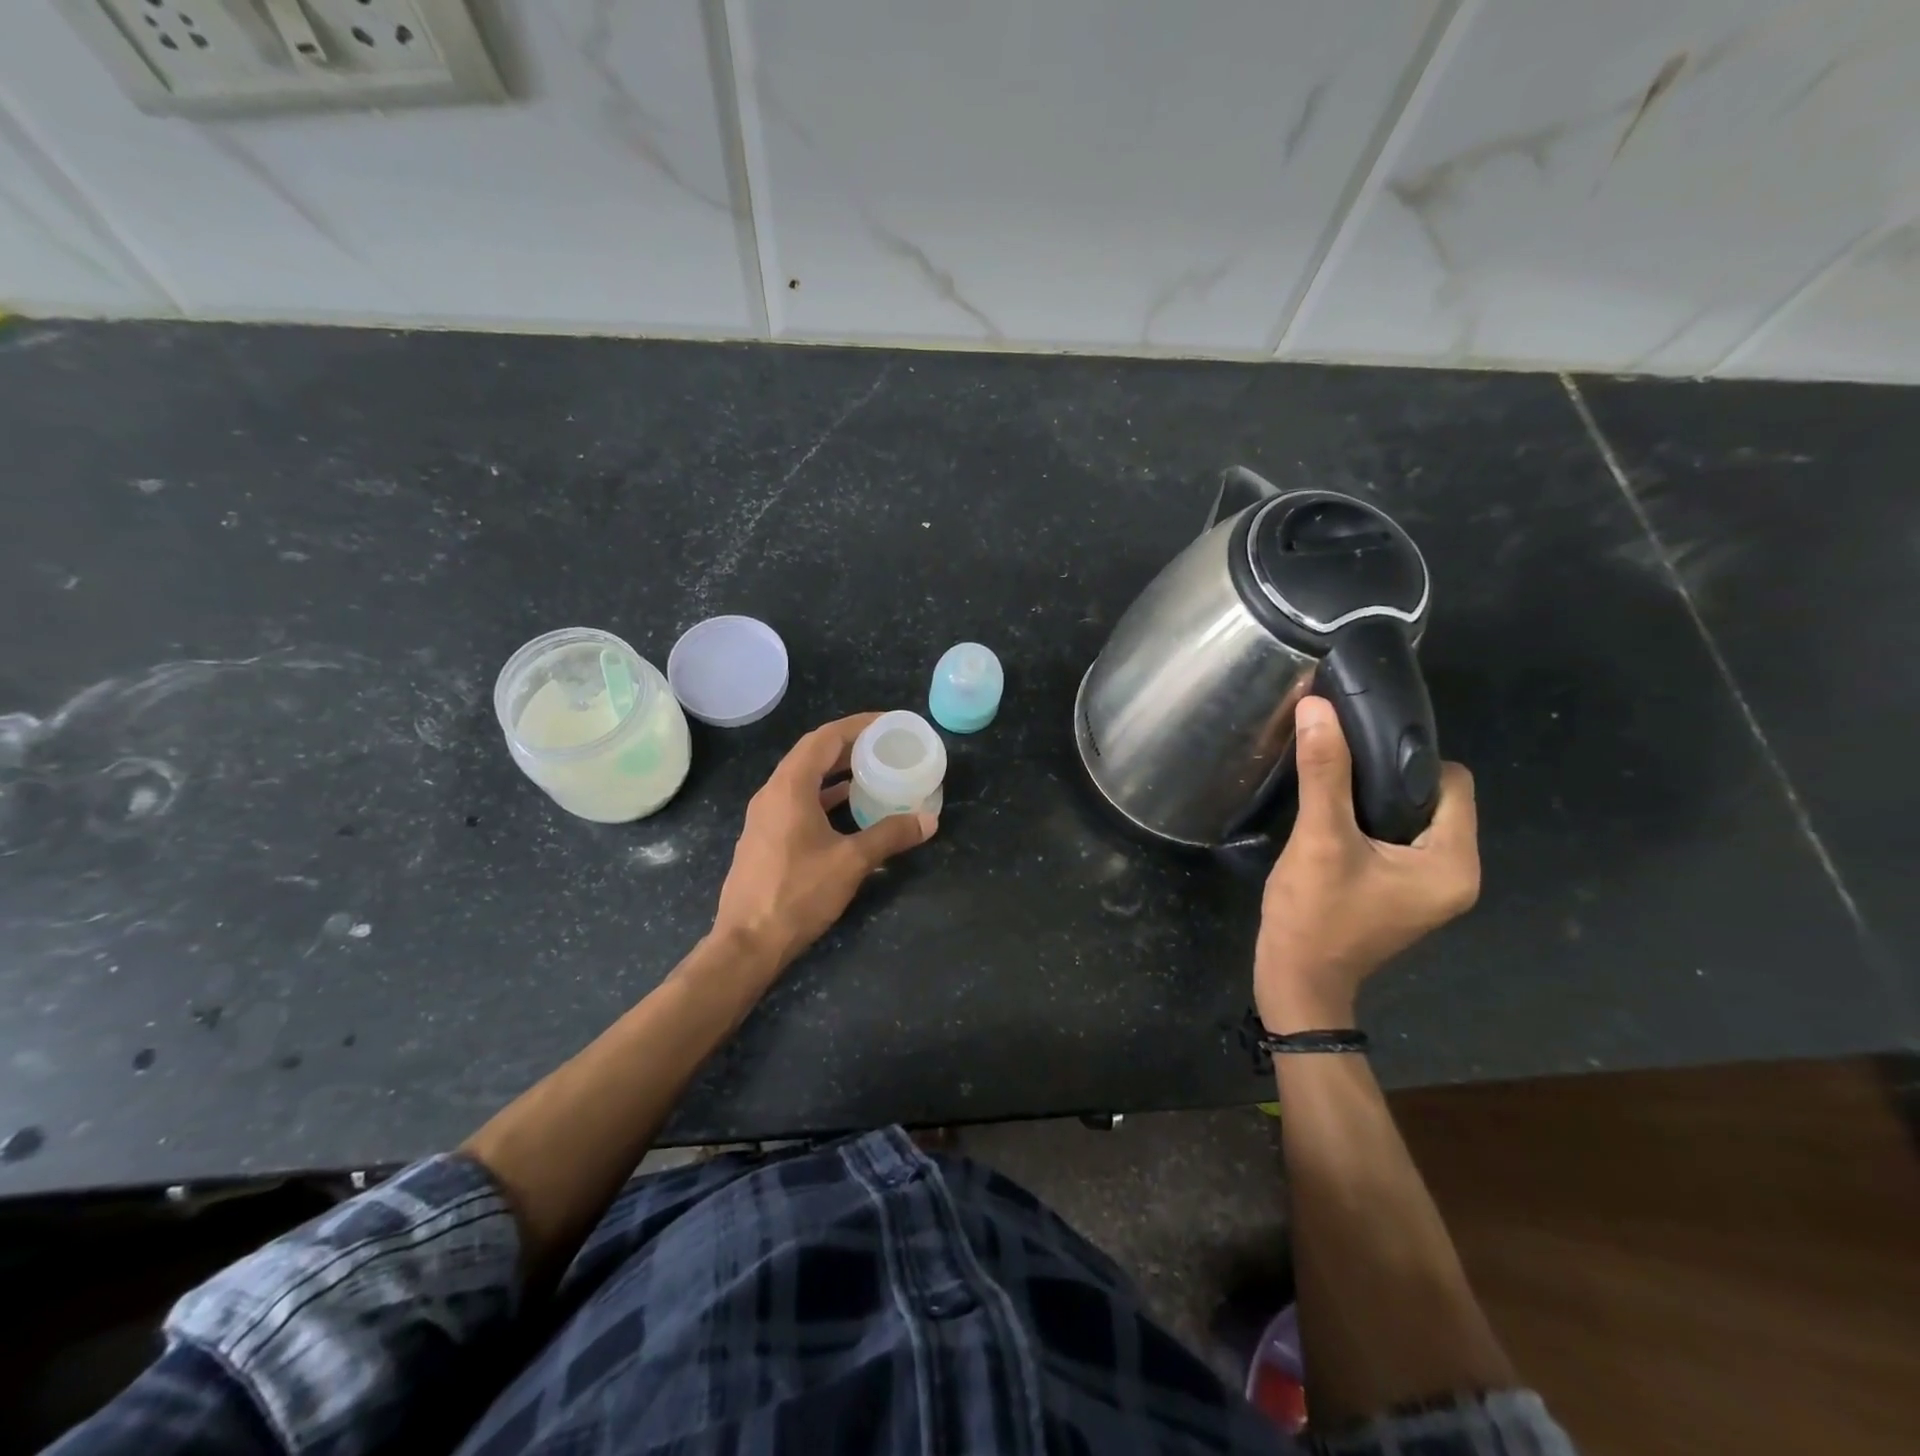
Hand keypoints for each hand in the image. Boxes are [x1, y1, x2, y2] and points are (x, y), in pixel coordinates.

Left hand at [711, 713, 937, 973]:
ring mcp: (764, 816)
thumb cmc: (798, 894)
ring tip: (872, 770)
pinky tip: (847, 807)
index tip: (887, 722)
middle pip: (812, 754)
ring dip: (836, 771)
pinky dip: (824, 795)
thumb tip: (929, 820)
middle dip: (849, 745)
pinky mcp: (765, 837)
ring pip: (804, 779)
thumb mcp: (851, 862)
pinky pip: (798, 801)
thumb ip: (890, 835)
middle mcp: (772, 793)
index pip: (824, 738)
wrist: (748, 942)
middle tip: (885, 745)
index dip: (857, 725)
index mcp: (789, 787)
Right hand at [1255, 696, 1478, 1032]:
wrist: (1296, 981)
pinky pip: (1399, 839)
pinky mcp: (1404, 892)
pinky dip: (1371, 823)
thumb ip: (1324, 773)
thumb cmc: (1315, 916)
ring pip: (1414, 817)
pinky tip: (1334, 822)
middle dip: (1388, 778)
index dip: (1405, 759)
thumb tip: (1319, 707)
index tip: (1356, 754)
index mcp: (1454, 863)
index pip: (1451, 782)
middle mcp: (1457, 873)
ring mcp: (1430, 886)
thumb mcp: (1320, 839)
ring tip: (1330, 791)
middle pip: (1435, 798)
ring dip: (1375, 799)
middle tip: (1337, 770)